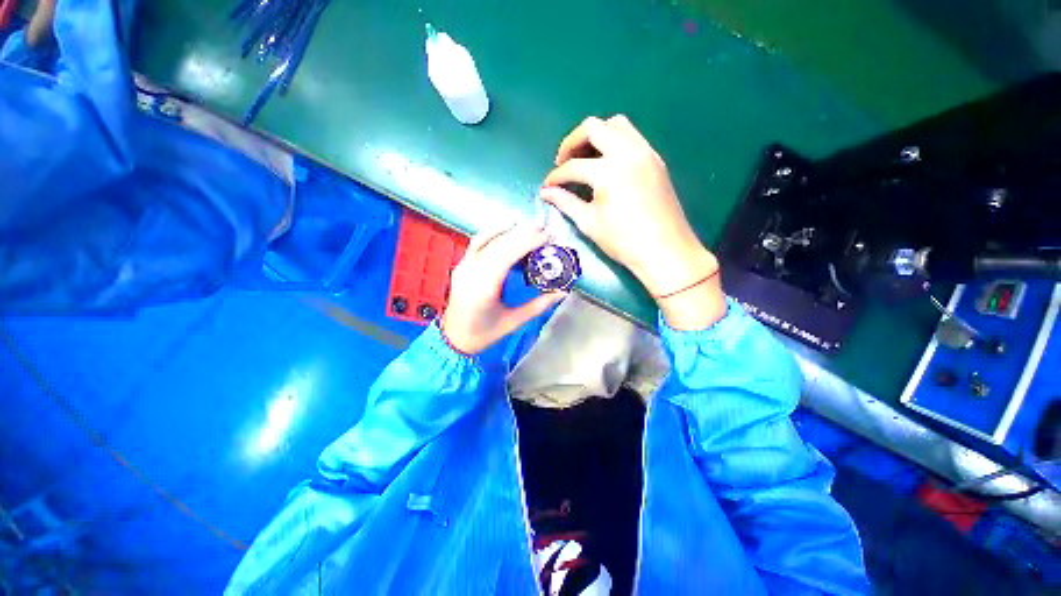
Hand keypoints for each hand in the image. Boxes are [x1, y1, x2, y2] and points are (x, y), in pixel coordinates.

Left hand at [441, 223, 565, 354]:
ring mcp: (464, 265)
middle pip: (499, 243)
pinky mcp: (462, 264)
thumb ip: (539, 305)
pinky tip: (508, 228)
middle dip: (523, 233)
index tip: (547, 237)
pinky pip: (478, 241)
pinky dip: (494, 231)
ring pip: (487, 238)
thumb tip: (563, 291)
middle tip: (545, 229)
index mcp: (483, 287)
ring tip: (531, 226)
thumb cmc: (484, 334)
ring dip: (510, 229)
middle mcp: (471, 271)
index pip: (506, 254)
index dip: (527, 242)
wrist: (454, 338)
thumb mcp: (514, 322)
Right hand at [540, 115, 724, 328]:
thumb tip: (546, 192)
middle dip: (572, 142)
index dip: (556, 176)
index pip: (574, 166)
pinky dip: (614, 142)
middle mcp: (628, 153)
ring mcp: (645, 153)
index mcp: (609, 172)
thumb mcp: (589, 223)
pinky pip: (632, 137)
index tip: (548, 186)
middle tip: (564, 163)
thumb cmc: (624, 242)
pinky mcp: (656, 159)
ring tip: (585, 159)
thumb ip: (566, 202)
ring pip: (616, 125)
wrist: (665, 251)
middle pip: (593, 128)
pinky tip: (607, 164)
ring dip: (595, 136)